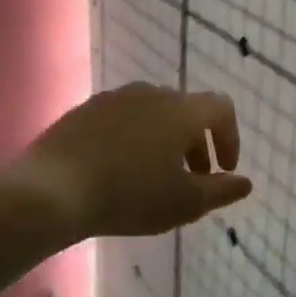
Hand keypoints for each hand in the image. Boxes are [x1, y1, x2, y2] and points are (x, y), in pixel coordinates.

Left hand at [13, 84, 252, 239]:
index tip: (223, 171)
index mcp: (181, 111)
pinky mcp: (84, 110)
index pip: (221, 108)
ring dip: (165, 140)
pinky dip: (134, 139)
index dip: (230, 138)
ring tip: (155, 176)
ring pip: (153, 113)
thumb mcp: (185, 203)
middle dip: (197, 143)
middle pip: (187, 110)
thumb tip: (244, 182)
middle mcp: (151, 94)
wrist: (51, 191)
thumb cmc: (130, 196)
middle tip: (192, 178)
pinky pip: (122, 119)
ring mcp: (114, 99)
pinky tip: (119, 170)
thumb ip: (221, 191)